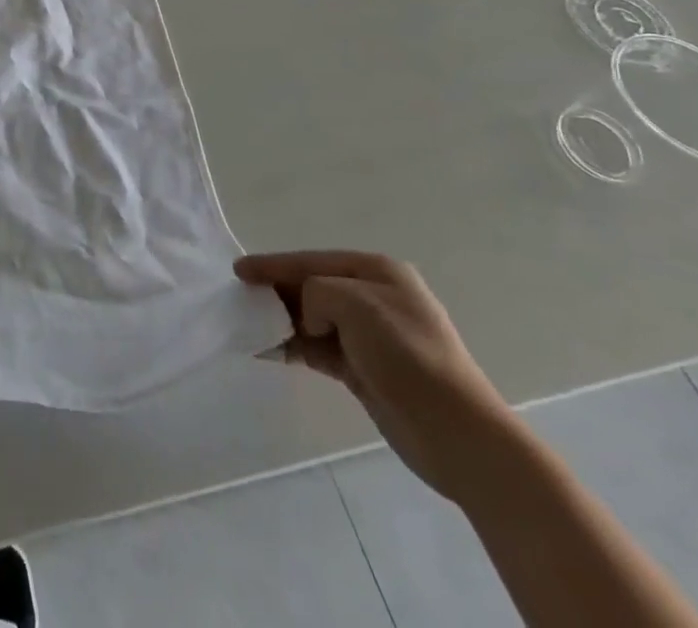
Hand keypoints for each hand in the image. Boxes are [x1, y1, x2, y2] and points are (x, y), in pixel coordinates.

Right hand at [236, 250, 514, 502]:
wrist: (459, 436)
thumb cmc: (408, 357)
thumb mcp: (355, 304)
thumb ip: (316, 293)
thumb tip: (308, 319)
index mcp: (378, 273)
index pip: (312, 261)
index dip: (274, 264)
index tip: (238, 271)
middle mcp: (376, 298)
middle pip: (312, 287)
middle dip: (277, 293)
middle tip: (241, 299)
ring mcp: (372, 336)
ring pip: (313, 319)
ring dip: (283, 322)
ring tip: (248, 326)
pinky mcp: (366, 370)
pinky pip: (319, 349)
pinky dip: (295, 347)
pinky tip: (269, 351)